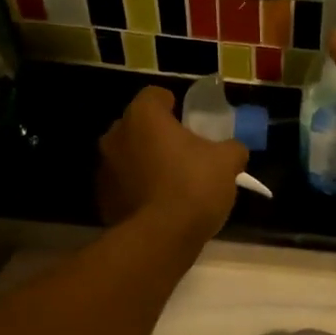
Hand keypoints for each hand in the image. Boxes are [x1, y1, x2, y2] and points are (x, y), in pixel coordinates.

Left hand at [98, 86, 248, 244]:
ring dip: (146, 163)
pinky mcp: (102, 198)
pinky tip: (159, 205)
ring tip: (171, 182)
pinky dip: (138, 189)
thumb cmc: (193, 187)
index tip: (187, 120)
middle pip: (138, 126)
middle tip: (183, 152)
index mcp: (143, 117)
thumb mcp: (227, 163)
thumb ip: (232, 148)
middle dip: (158, 135)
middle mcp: (116, 136)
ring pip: (129, 156)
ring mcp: (104, 168)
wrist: (159, 239)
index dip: (172, 104)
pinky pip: (124, 185)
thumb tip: (233, 150)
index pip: (154, 95)